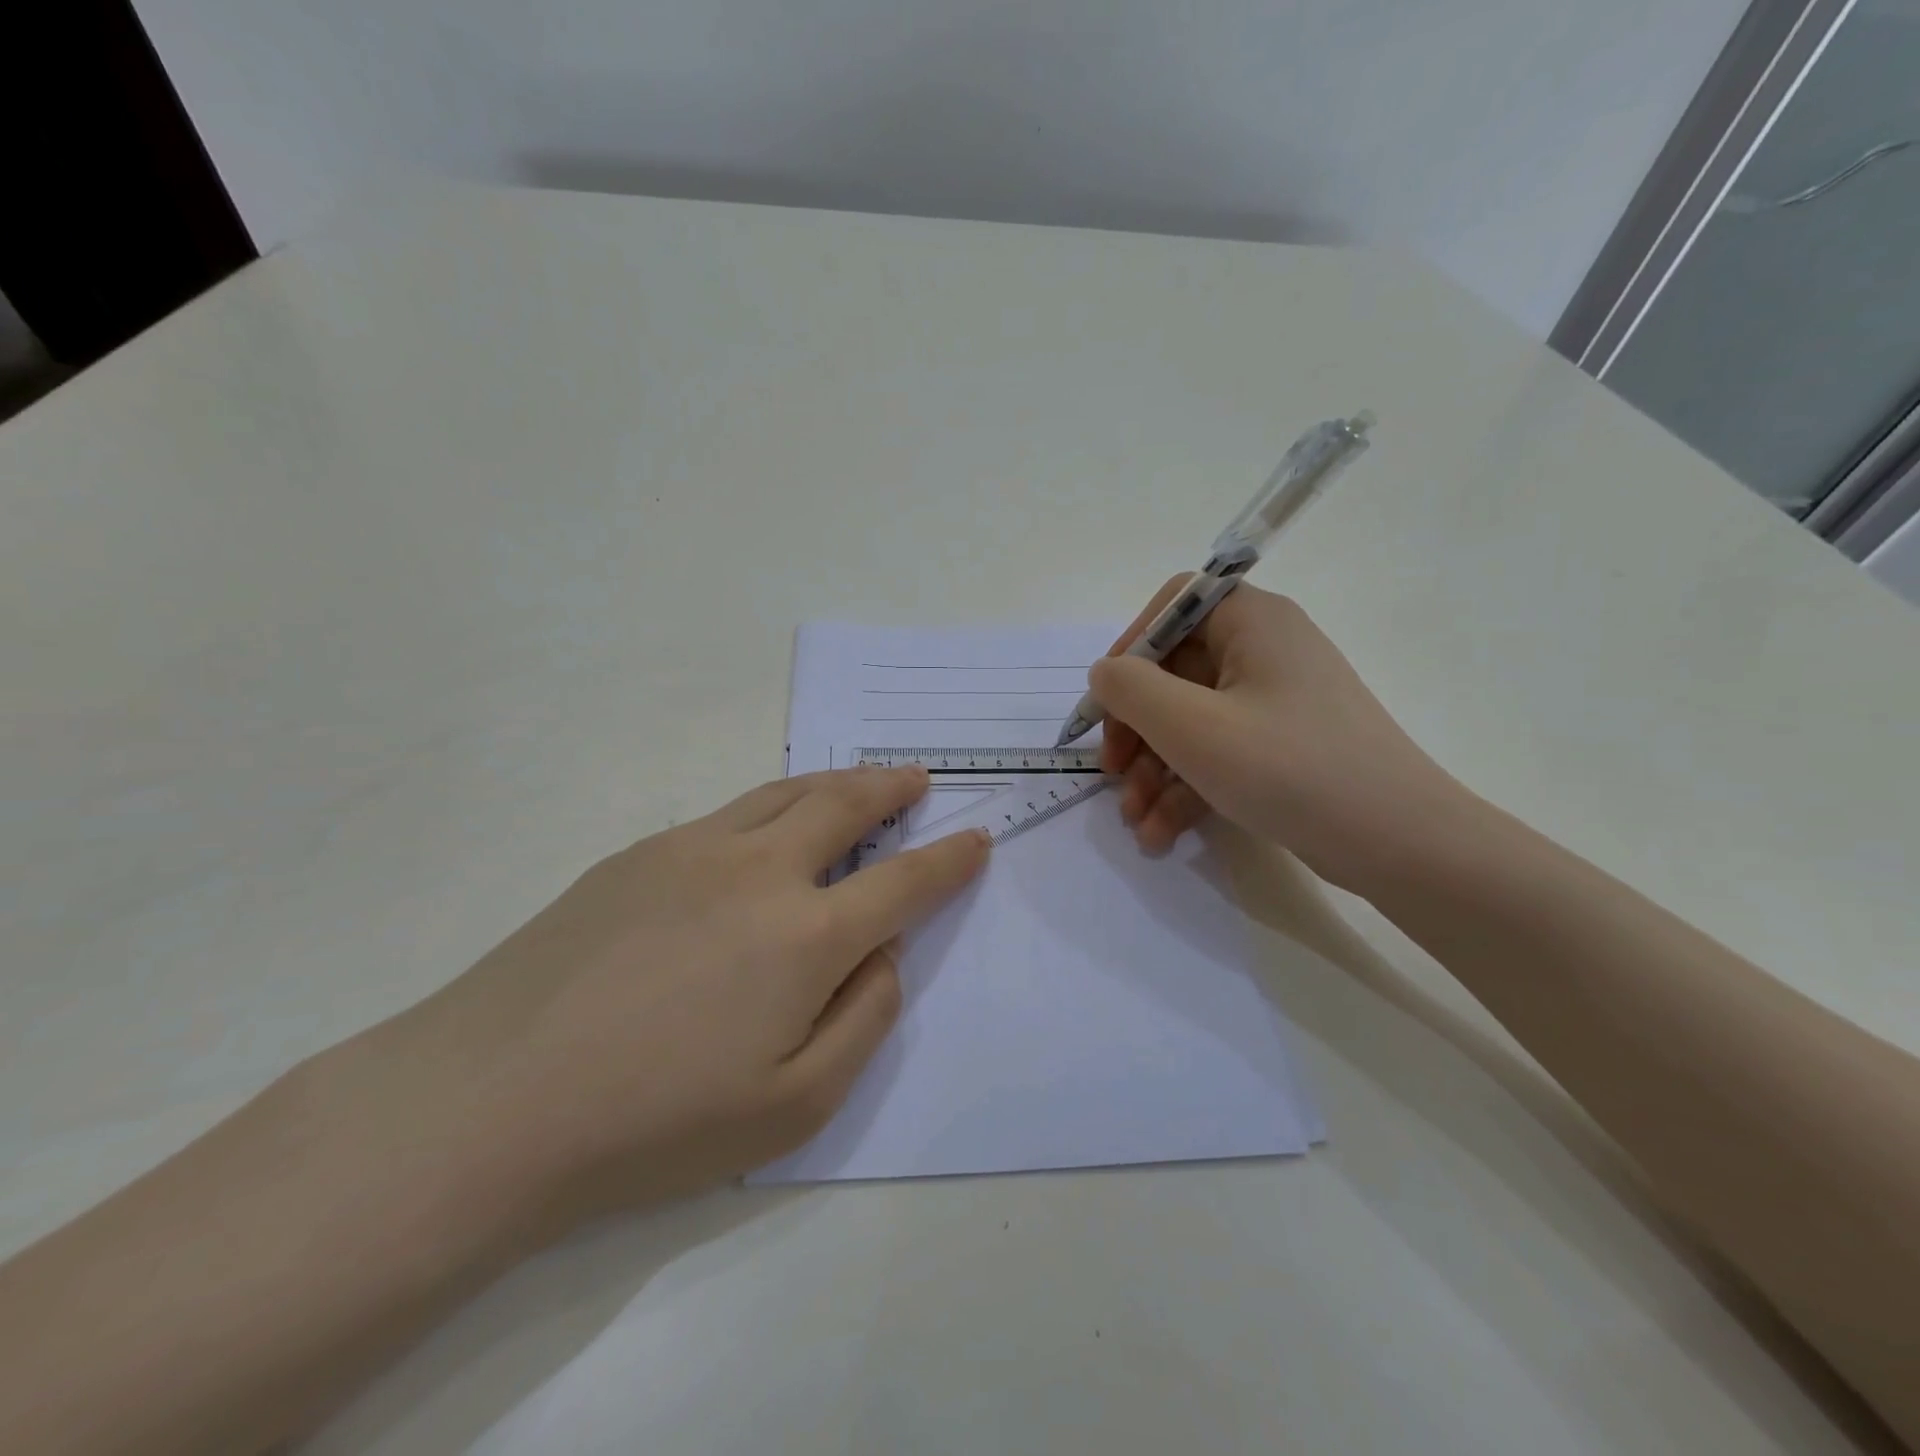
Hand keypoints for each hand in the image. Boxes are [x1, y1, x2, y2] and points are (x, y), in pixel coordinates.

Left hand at [368, 766, 988, 1239]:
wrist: (488, 1102)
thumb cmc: (653, 1123)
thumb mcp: (793, 1106)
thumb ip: (863, 1019)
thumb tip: (883, 953)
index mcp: (805, 935)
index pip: (904, 882)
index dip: (948, 860)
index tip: (976, 839)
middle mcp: (758, 870)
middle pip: (844, 805)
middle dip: (892, 787)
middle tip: (916, 777)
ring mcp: (693, 850)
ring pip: (784, 793)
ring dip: (834, 782)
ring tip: (860, 780)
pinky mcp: (639, 853)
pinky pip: (728, 814)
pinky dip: (771, 805)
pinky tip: (766, 827)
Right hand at [1089, 578, 1465, 890]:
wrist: (1399, 843)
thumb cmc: (1288, 769)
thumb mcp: (1191, 726)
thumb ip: (1130, 689)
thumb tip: (1106, 674)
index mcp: (1252, 622)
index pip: (1172, 607)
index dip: (1129, 648)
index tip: (1106, 702)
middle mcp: (1265, 651)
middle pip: (1174, 672)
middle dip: (1135, 728)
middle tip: (1111, 772)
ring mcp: (1275, 702)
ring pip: (1191, 721)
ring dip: (1154, 769)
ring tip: (1135, 821)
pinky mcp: (1282, 747)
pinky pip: (1218, 753)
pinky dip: (1186, 788)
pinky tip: (1162, 833)